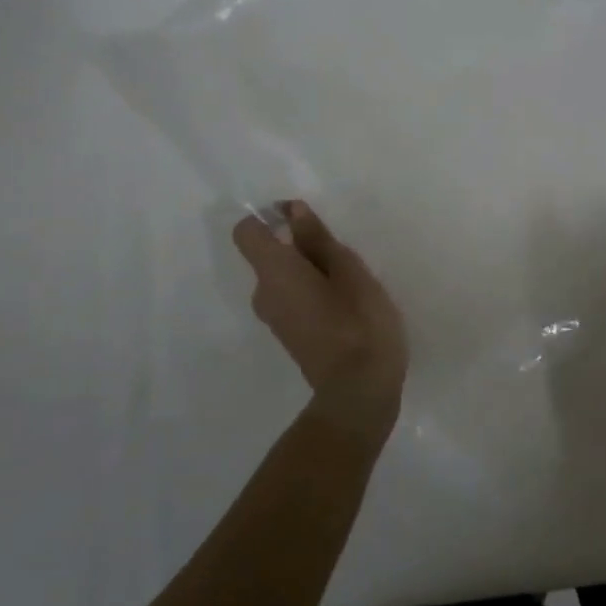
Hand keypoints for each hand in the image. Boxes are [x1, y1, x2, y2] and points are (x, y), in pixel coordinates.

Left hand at [232, 201, 407, 445]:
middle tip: (343, 254)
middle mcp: (264, 294)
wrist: (359, 393)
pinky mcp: (290, 336)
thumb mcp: (349, 271)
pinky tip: (346, 304)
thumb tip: (293, 212)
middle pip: (269, 254)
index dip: (270, 218)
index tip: (303, 219)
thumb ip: (318, 239)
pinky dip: (311, 292)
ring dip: (310, 270)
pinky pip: (291, 299)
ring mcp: (274, 319)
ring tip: (351, 281)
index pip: (246, 232)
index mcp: (274, 272)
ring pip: (284, 278)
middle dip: (300, 245)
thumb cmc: (359, 324)